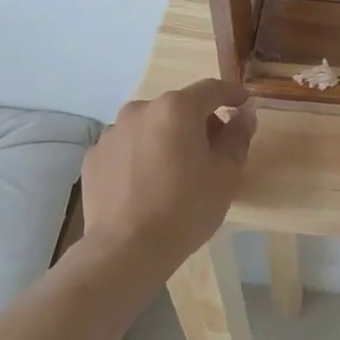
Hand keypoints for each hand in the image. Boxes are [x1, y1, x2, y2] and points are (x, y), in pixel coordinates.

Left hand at [81, 79, 256, 266]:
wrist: (127, 249)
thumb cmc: (186, 208)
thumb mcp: (226, 174)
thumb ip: (238, 136)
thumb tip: (244, 115)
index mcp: (177, 109)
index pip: (211, 89)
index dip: (231, 94)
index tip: (243, 102)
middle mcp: (141, 109)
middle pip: (178, 107)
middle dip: (199, 122)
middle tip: (213, 150)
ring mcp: (112, 132)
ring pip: (150, 126)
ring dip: (167, 137)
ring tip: (175, 171)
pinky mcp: (94, 156)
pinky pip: (127, 147)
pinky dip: (141, 155)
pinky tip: (146, 184)